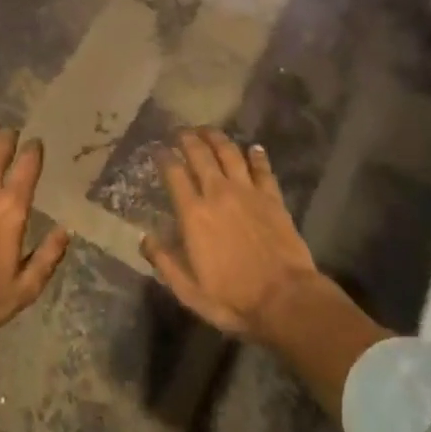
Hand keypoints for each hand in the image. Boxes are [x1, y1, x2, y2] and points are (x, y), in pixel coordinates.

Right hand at [141, 128, 319, 342]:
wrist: (286, 301)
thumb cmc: (233, 300)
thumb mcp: (189, 291)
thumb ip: (165, 262)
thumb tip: (144, 238)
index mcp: (194, 214)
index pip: (174, 173)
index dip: (163, 157)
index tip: (157, 149)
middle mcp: (218, 193)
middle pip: (200, 154)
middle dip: (187, 138)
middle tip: (180, 131)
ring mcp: (248, 192)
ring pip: (229, 153)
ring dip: (217, 138)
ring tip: (208, 131)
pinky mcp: (272, 198)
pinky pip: (263, 169)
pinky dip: (257, 156)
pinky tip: (254, 148)